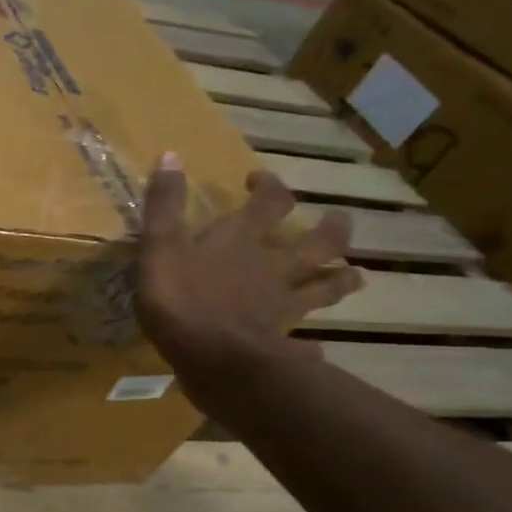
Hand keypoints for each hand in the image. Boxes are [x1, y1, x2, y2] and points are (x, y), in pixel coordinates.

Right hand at [136, 153, 363, 413]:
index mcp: (243, 238)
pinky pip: (308, 340)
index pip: (271, 200)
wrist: (214, 358)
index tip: (259, 181)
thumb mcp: (160, 246)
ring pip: (327, 286)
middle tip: (336, 223)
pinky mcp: (283, 339)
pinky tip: (316, 347)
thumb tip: (170, 154)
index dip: (269, 186)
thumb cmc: (181, 298)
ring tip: (350, 277)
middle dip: (331, 229)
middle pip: (319, 242)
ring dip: (341, 279)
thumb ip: (164, 205)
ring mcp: (284, 303)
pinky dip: (313, 343)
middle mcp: (273, 265)